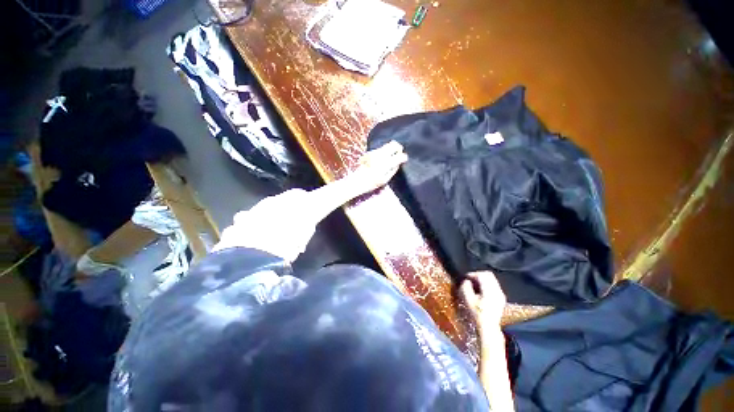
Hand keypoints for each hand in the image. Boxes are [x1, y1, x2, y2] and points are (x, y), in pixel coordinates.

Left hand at [346, 141, 407, 195]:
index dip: (404, 158)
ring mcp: (375, 151)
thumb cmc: (371, 183)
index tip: (403, 161)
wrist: (356, 180)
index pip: (400, 156)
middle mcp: (381, 154)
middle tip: (398, 156)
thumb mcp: (385, 180)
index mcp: (386, 163)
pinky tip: (382, 159)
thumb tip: (398, 163)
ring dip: (391, 150)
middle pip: (394, 144)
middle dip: (398, 149)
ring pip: (387, 145)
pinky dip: (385, 151)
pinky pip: (381, 148)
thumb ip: (393, 170)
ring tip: (390, 158)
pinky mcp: (370, 151)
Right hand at [460, 271, 506, 333]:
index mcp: (489, 290)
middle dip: (478, 274)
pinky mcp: (501, 297)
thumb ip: (466, 288)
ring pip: (492, 279)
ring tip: (475, 285)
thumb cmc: (477, 313)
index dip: (472, 274)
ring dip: (483, 279)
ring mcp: (501, 294)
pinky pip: (494, 285)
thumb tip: (466, 281)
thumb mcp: (468, 300)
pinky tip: (481, 291)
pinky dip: (487, 284)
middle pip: (488, 275)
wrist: (489, 326)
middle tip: (470, 279)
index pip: (482, 275)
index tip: (466, 277)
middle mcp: (497, 290)